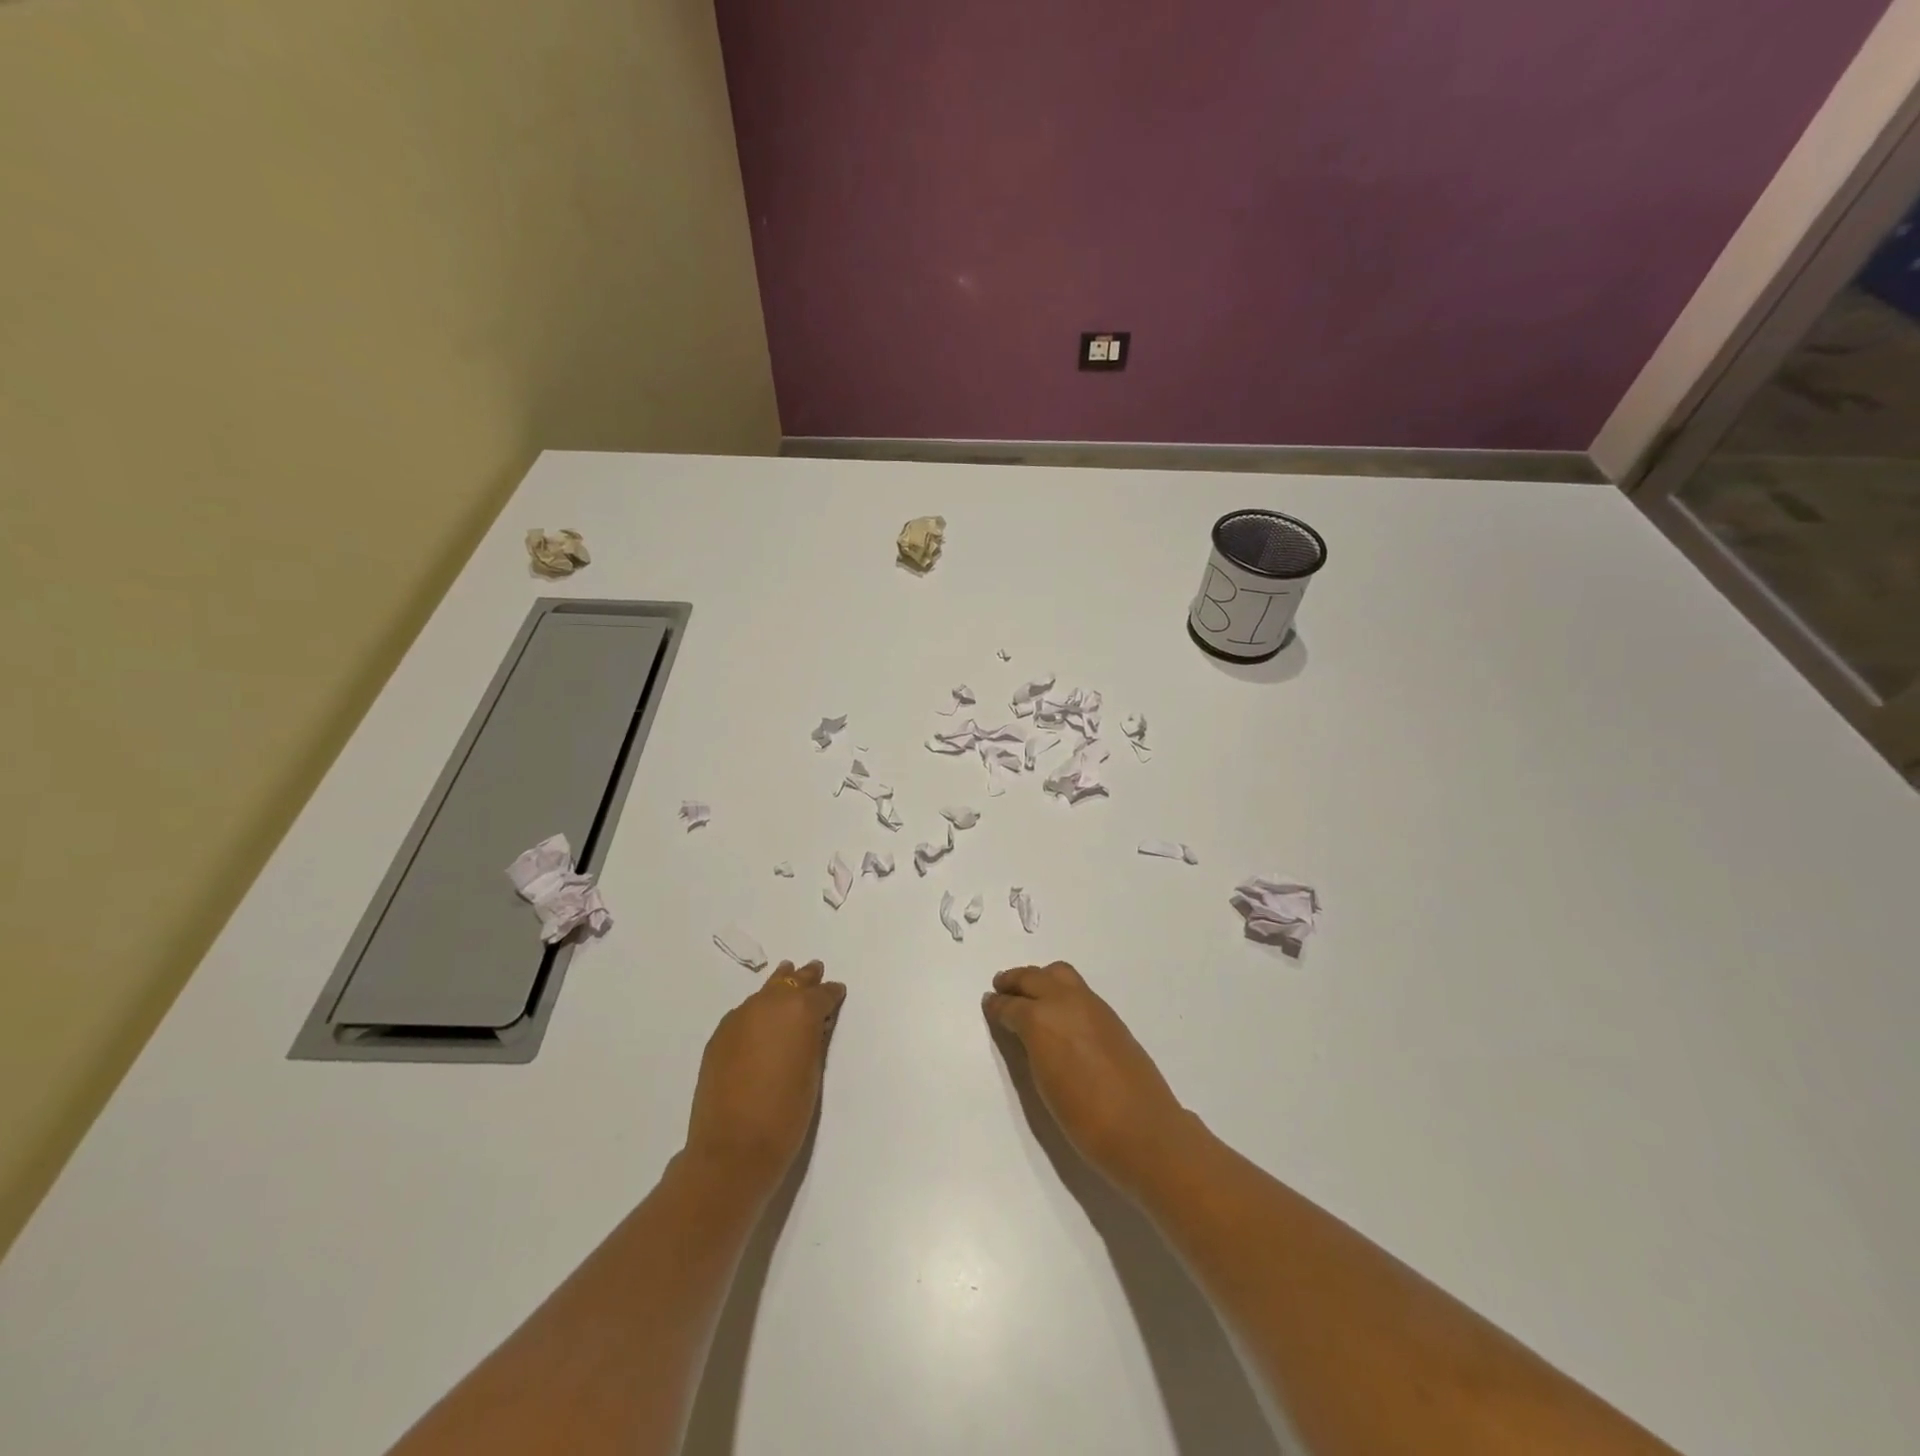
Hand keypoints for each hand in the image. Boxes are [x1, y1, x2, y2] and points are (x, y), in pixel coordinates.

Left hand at [684, 960, 845, 1199]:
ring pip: (765, 992)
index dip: (832, 994)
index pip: (822, 994)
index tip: (838, 993)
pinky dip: (757, 1011)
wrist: (733, 1149)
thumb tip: (814, 1025)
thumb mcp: (813, 1072)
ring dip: (779, 988)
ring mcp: (740, 1017)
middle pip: (792, 982)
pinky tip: (760, 1022)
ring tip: (787, 980)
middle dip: (805, 979)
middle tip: (815, 971)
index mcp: (800, 1010)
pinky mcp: (720, 1035)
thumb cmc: (786, 1114)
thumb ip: (815, 1040)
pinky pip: (745, 1012)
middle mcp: (770, 1004)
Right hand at [982, 962, 1193, 1196]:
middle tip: (1001, 987)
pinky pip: (1077, 988)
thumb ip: (1030, 1049)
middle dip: (1014, 982)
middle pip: (1033, 978)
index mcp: (1041, 1020)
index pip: (1011, 1006)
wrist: (1143, 1130)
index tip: (988, 1004)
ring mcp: (1091, 1005)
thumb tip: (1023, 1033)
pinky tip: (1058, 1009)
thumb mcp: (1043, 1084)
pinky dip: (1060, 989)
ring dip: (1039, 979)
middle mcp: (1064, 1002)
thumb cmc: (1084, 1119)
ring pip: (1058, 974)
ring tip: (1029, 993)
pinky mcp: (1110, 1015)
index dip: (996, 1006)